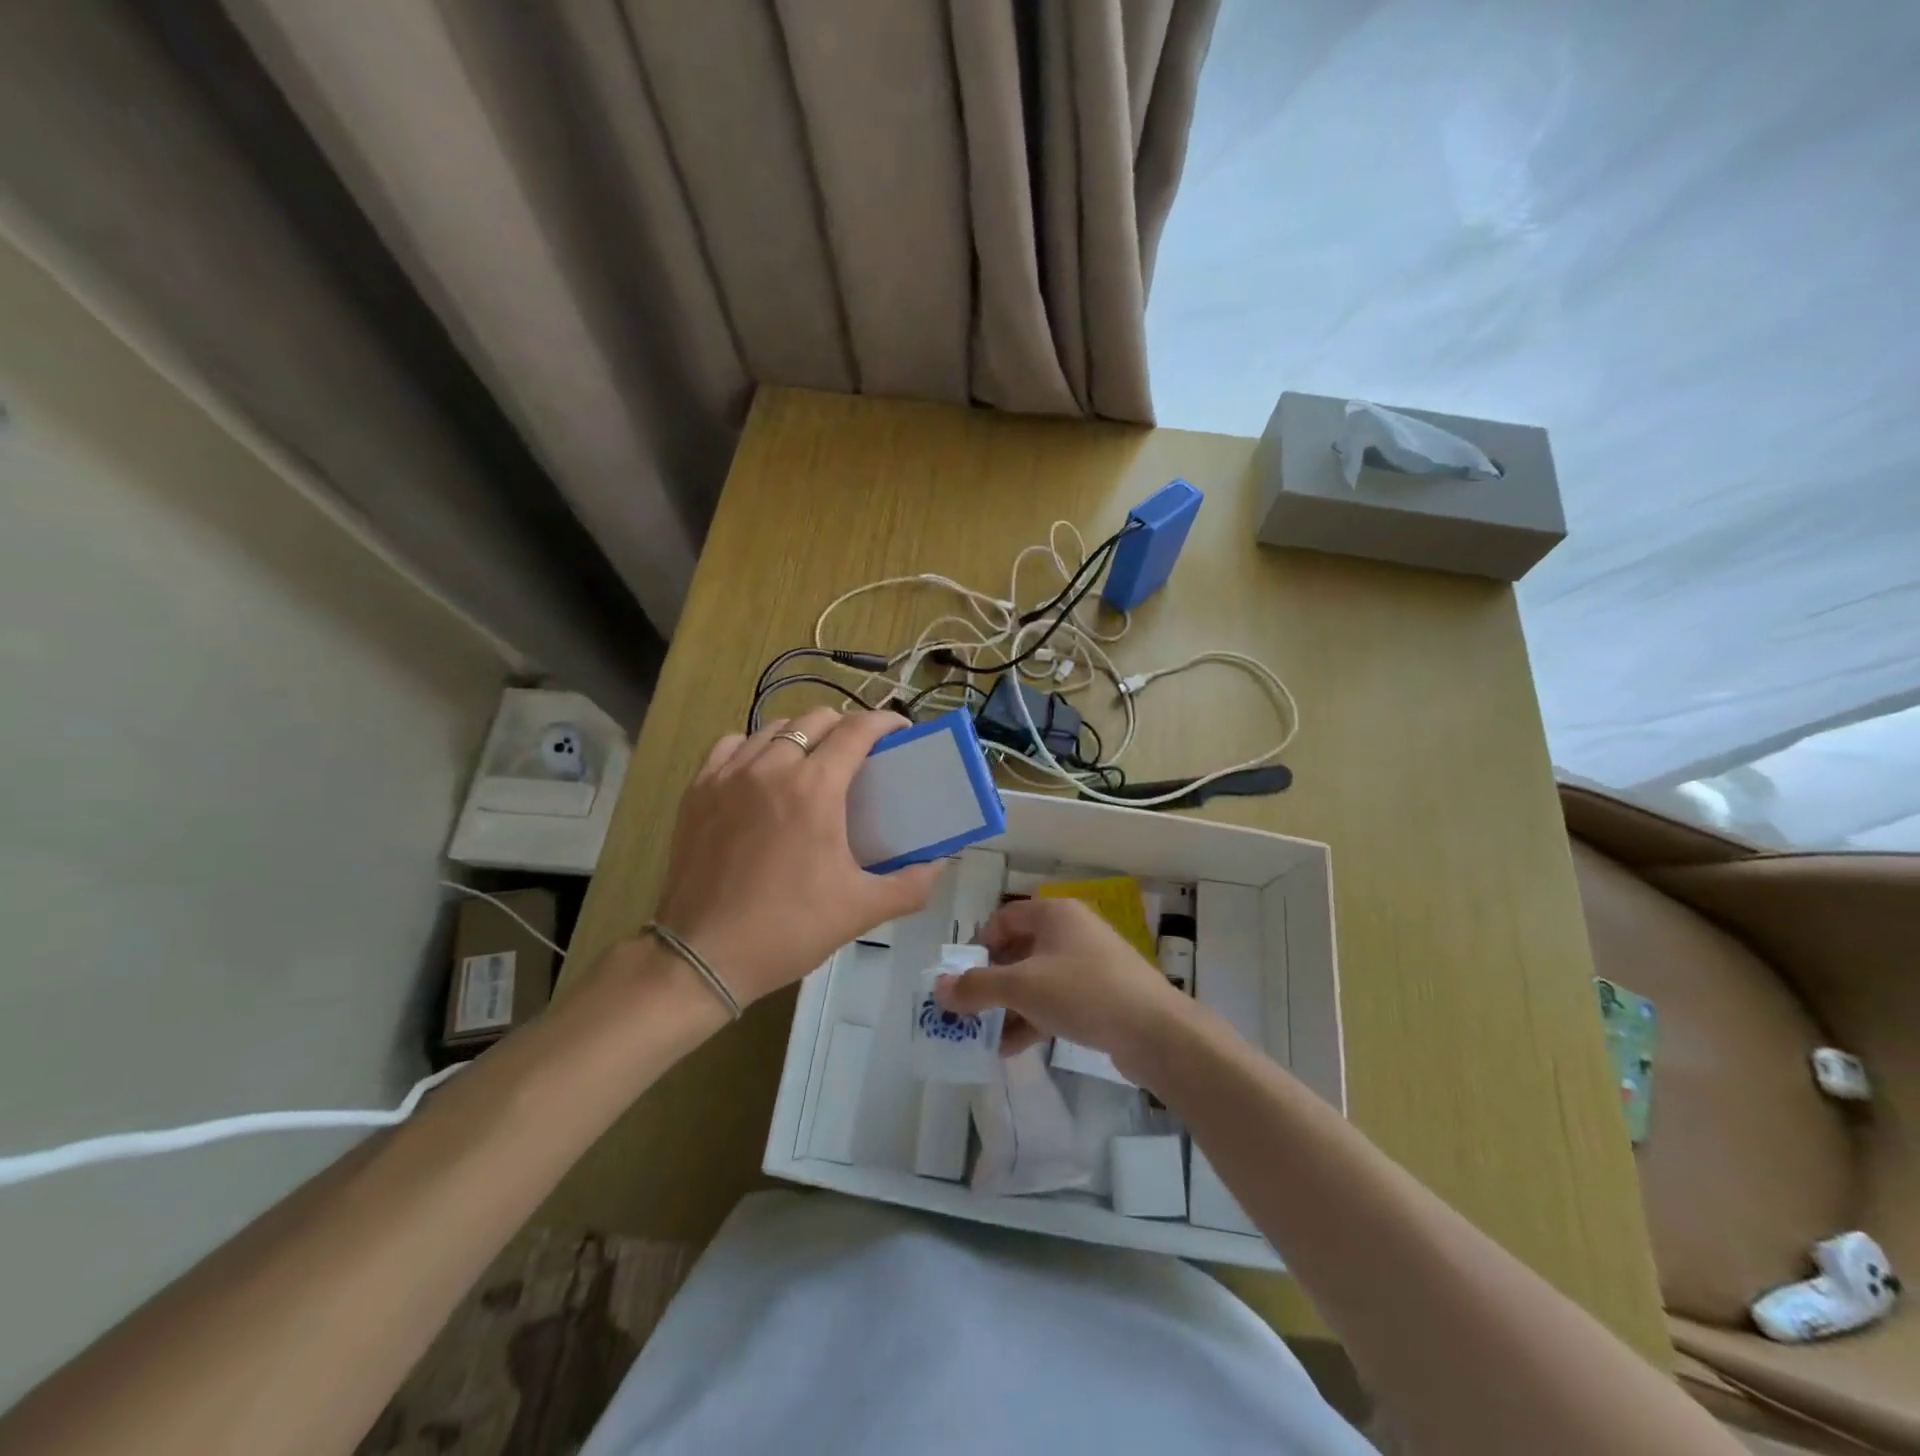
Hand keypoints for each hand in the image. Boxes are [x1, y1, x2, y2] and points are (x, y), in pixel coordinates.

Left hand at [653, 709, 943, 1007]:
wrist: (705, 956)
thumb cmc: (789, 929)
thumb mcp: (862, 910)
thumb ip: (911, 885)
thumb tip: (939, 864)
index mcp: (815, 788)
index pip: (857, 730)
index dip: (885, 721)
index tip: (900, 730)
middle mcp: (772, 767)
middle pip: (816, 720)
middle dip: (845, 727)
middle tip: (859, 755)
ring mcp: (729, 775)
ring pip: (773, 728)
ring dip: (802, 734)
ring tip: (813, 761)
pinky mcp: (698, 790)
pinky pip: (732, 746)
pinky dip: (755, 746)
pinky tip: (762, 770)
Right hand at [934, 897, 1190, 1081]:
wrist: (1155, 1031)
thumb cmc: (1083, 992)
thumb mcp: (1022, 987)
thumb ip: (976, 987)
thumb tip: (938, 988)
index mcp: (1054, 913)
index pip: (1003, 919)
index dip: (979, 946)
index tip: (963, 978)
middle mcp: (1071, 930)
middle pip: (1018, 950)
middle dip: (991, 982)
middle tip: (968, 1010)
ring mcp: (1089, 963)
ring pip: (1037, 979)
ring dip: (1009, 1005)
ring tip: (985, 1036)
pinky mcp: (1101, 994)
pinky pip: (1057, 1000)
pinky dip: (1034, 1018)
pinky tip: (1013, 1047)